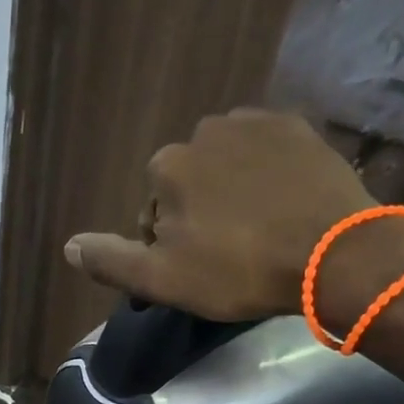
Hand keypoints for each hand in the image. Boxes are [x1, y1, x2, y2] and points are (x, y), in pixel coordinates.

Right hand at [62, 109, 403, 328]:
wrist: (334, 253)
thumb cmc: (240, 271)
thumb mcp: (164, 280)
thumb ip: (112, 261)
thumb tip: (68, 246)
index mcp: (166, 167)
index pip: (152, 211)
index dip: (169, 245)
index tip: (197, 271)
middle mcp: (204, 132)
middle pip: (188, 183)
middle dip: (200, 213)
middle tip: (231, 255)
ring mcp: (255, 124)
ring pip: (227, 166)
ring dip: (233, 192)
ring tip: (260, 232)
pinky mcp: (299, 128)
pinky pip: (267, 153)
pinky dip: (268, 176)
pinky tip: (285, 207)